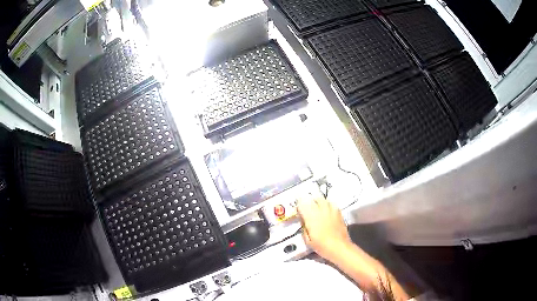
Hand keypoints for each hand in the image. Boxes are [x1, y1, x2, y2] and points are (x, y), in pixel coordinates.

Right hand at [297, 194, 351, 260]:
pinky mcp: (339, 213)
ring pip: (324, 199)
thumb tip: (304, 222)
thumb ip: (304, 229)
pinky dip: (328, 204)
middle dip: (310, 199)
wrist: (339, 248)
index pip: (302, 204)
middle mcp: (321, 211)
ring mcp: (332, 211)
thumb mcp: (308, 240)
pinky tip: (327, 210)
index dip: (299, 204)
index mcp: (311, 217)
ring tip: (317, 206)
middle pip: (315, 197)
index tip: (298, 208)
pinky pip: (332, 204)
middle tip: (307, 205)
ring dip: (319, 201)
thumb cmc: (322, 246)